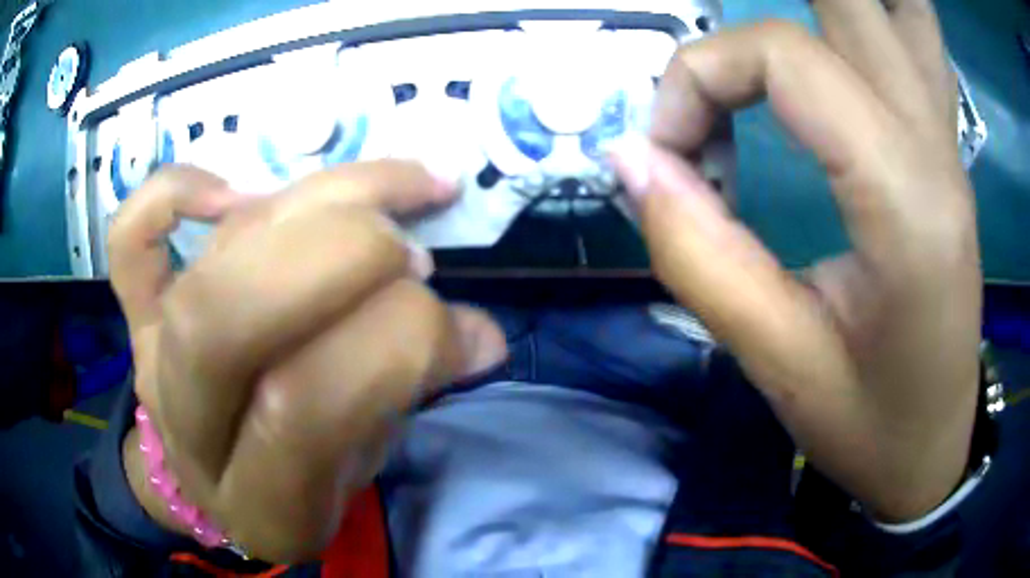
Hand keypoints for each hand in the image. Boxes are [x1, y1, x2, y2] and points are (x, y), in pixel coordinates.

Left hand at [109, 162, 507, 561]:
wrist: (204, 482)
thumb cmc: (291, 480)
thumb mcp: (359, 469)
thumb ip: (407, 397)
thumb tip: (478, 334)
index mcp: (258, 501)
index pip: (306, 411)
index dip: (397, 348)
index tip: (463, 327)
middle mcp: (190, 426)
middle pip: (230, 318)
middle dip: (340, 258)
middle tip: (410, 251)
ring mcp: (150, 360)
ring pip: (211, 261)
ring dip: (315, 207)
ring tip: (391, 197)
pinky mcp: (135, 314)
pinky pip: (128, 239)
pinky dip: (172, 191)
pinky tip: (231, 190)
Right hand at [612, 0, 979, 520]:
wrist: (933, 449)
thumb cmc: (870, 425)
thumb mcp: (778, 363)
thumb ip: (697, 253)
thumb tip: (630, 157)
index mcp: (905, 201)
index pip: (785, 56)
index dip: (701, 76)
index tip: (669, 150)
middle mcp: (934, 145)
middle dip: (760, 15)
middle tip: (717, 68)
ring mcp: (947, 140)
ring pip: (901, 8)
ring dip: (833, 6)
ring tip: (778, 46)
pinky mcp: (945, 150)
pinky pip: (912, 44)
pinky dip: (866, 23)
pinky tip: (833, 52)